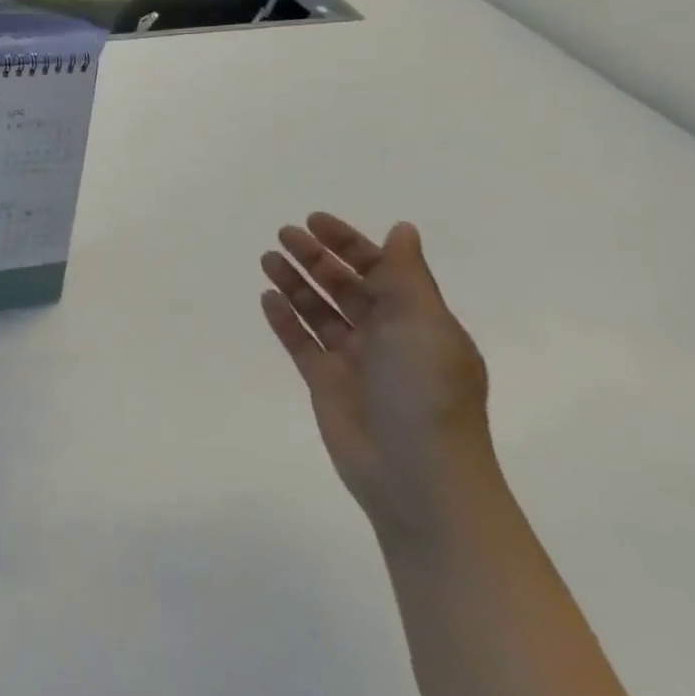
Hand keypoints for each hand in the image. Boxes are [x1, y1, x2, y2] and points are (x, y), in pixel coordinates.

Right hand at [259, 214, 497, 543]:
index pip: (380, 269)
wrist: (417, 474)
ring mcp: (354, 361)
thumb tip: (402, 229)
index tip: (314, 221)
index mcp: (417, 321)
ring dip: (295, 283)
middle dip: (316, 259)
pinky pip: (301, 342)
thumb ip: (405, 275)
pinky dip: (284, 319)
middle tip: (284, 235)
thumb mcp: (424, 323)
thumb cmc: (426, 391)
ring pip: (319, 311)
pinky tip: (267, 298)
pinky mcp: (326, 383)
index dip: (348, 243)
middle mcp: (386, 337)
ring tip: (267, 259)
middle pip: (345, 286)